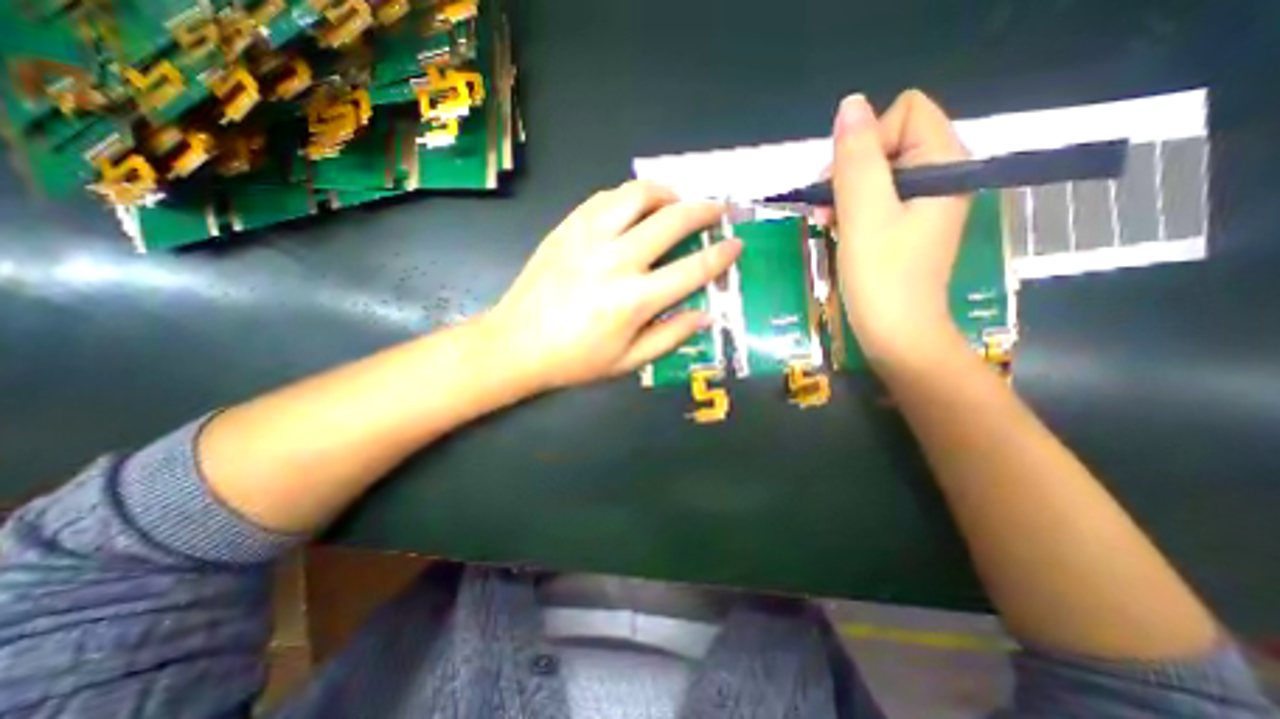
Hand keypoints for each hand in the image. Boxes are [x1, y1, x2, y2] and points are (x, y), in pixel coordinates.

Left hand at [485, 182, 739, 389]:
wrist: (516, 344)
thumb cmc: (575, 360)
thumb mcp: (628, 361)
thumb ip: (671, 336)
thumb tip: (705, 315)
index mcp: (634, 300)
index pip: (692, 269)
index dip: (720, 255)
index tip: (736, 244)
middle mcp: (616, 260)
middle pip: (672, 221)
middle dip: (704, 210)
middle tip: (718, 209)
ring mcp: (588, 238)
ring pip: (637, 194)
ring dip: (666, 192)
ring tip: (678, 200)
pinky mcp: (567, 228)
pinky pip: (605, 197)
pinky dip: (629, 195)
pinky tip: (636, 206)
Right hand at [831, 91, 971, 367]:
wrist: (896, 335)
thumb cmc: (881, 277)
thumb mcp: (864, 214)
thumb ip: (856, 158)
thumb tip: (850, 105)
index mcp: (945, 163)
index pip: (904, 114)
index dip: (866, 143)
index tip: (845, 186)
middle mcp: (940, 176)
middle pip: (887, 141)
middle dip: (850, 172)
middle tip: (829, 210)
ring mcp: (922, 203)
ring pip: (875, 173)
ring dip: (844, 195)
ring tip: (828, 225)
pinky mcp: (905, 226)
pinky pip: (874, 199)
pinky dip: (850, 211)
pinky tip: (836, 231)